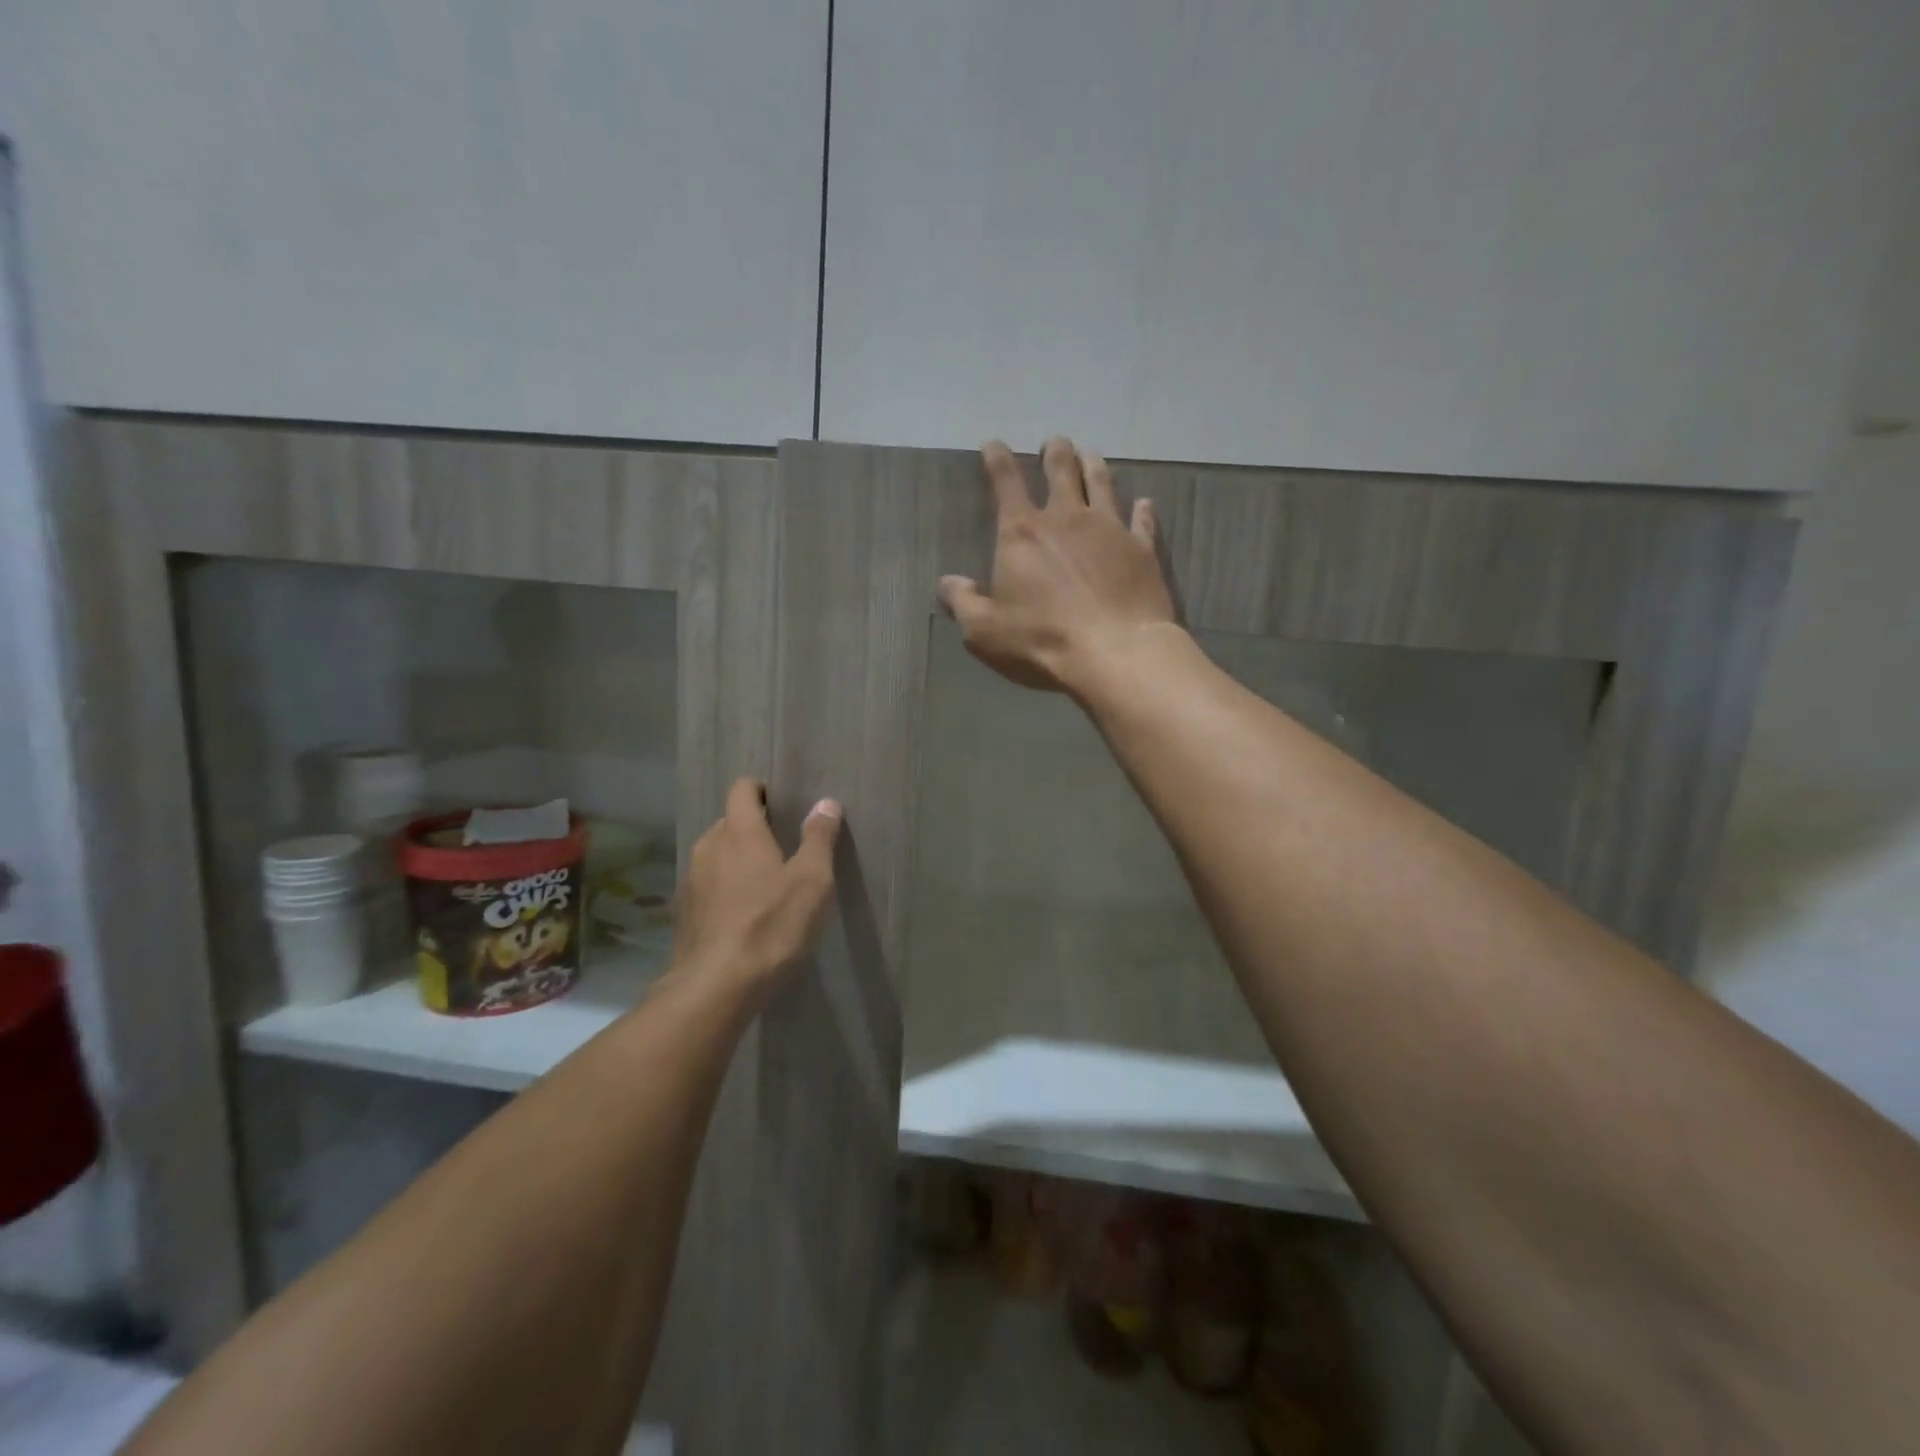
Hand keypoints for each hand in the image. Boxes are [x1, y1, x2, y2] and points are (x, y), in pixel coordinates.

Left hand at [671, 779, 841, 996]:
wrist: (716, 986)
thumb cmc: (772, 925)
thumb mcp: (812, 881)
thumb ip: (819, 838)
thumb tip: (826, 803)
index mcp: (739, 831)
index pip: (742, 789)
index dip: (761, 790)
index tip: (783, 805)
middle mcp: (709, 846)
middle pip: (729, 821)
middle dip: (753, 828)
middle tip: (784, 848)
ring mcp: (691, 879)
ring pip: (717, 854)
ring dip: (738, 860)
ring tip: (765, 884)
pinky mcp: (684, 911)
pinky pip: (708, 884)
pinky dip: (725, 888)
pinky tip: (744, 915)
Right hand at [938, 437, 1177, 695]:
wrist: (1115, 653)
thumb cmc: (1042, 641)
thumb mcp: (984, 630)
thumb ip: (963, 602)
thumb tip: (948, 583)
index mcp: (1022, 533)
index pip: (1005, 481)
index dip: (997, 459)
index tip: (993, 445)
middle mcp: (1067, 518)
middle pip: (1061, 470)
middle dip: (1054, 451)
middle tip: (1054, 443)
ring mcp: (1110, 530)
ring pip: (1102, 483)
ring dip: (1093, 465)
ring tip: (1090, 454)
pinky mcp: (1142, 550)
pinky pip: (1143, 521)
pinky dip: (1142, 510)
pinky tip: (1144, 503)